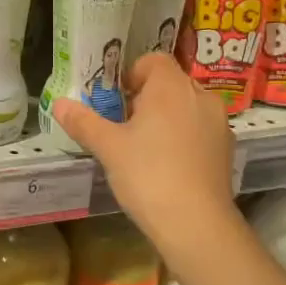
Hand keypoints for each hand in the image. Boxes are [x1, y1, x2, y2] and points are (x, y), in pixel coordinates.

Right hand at [49, 53, 241, 279]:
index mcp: (171, 86)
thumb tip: (59, 103)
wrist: (197, 225)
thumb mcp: (108, 147)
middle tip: (123, 124)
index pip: (153, 60)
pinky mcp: (227, 149)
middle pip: (170, 82)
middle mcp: (200, 96)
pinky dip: (184, 136)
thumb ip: (83, 122)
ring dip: (166, 117)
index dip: (131, 73)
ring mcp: (219, 123)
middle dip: (146, 97)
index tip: (115, 99)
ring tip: (144, 146)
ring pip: (187, 106)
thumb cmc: (148, 175)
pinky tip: (167, 165)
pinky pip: (200, 129)